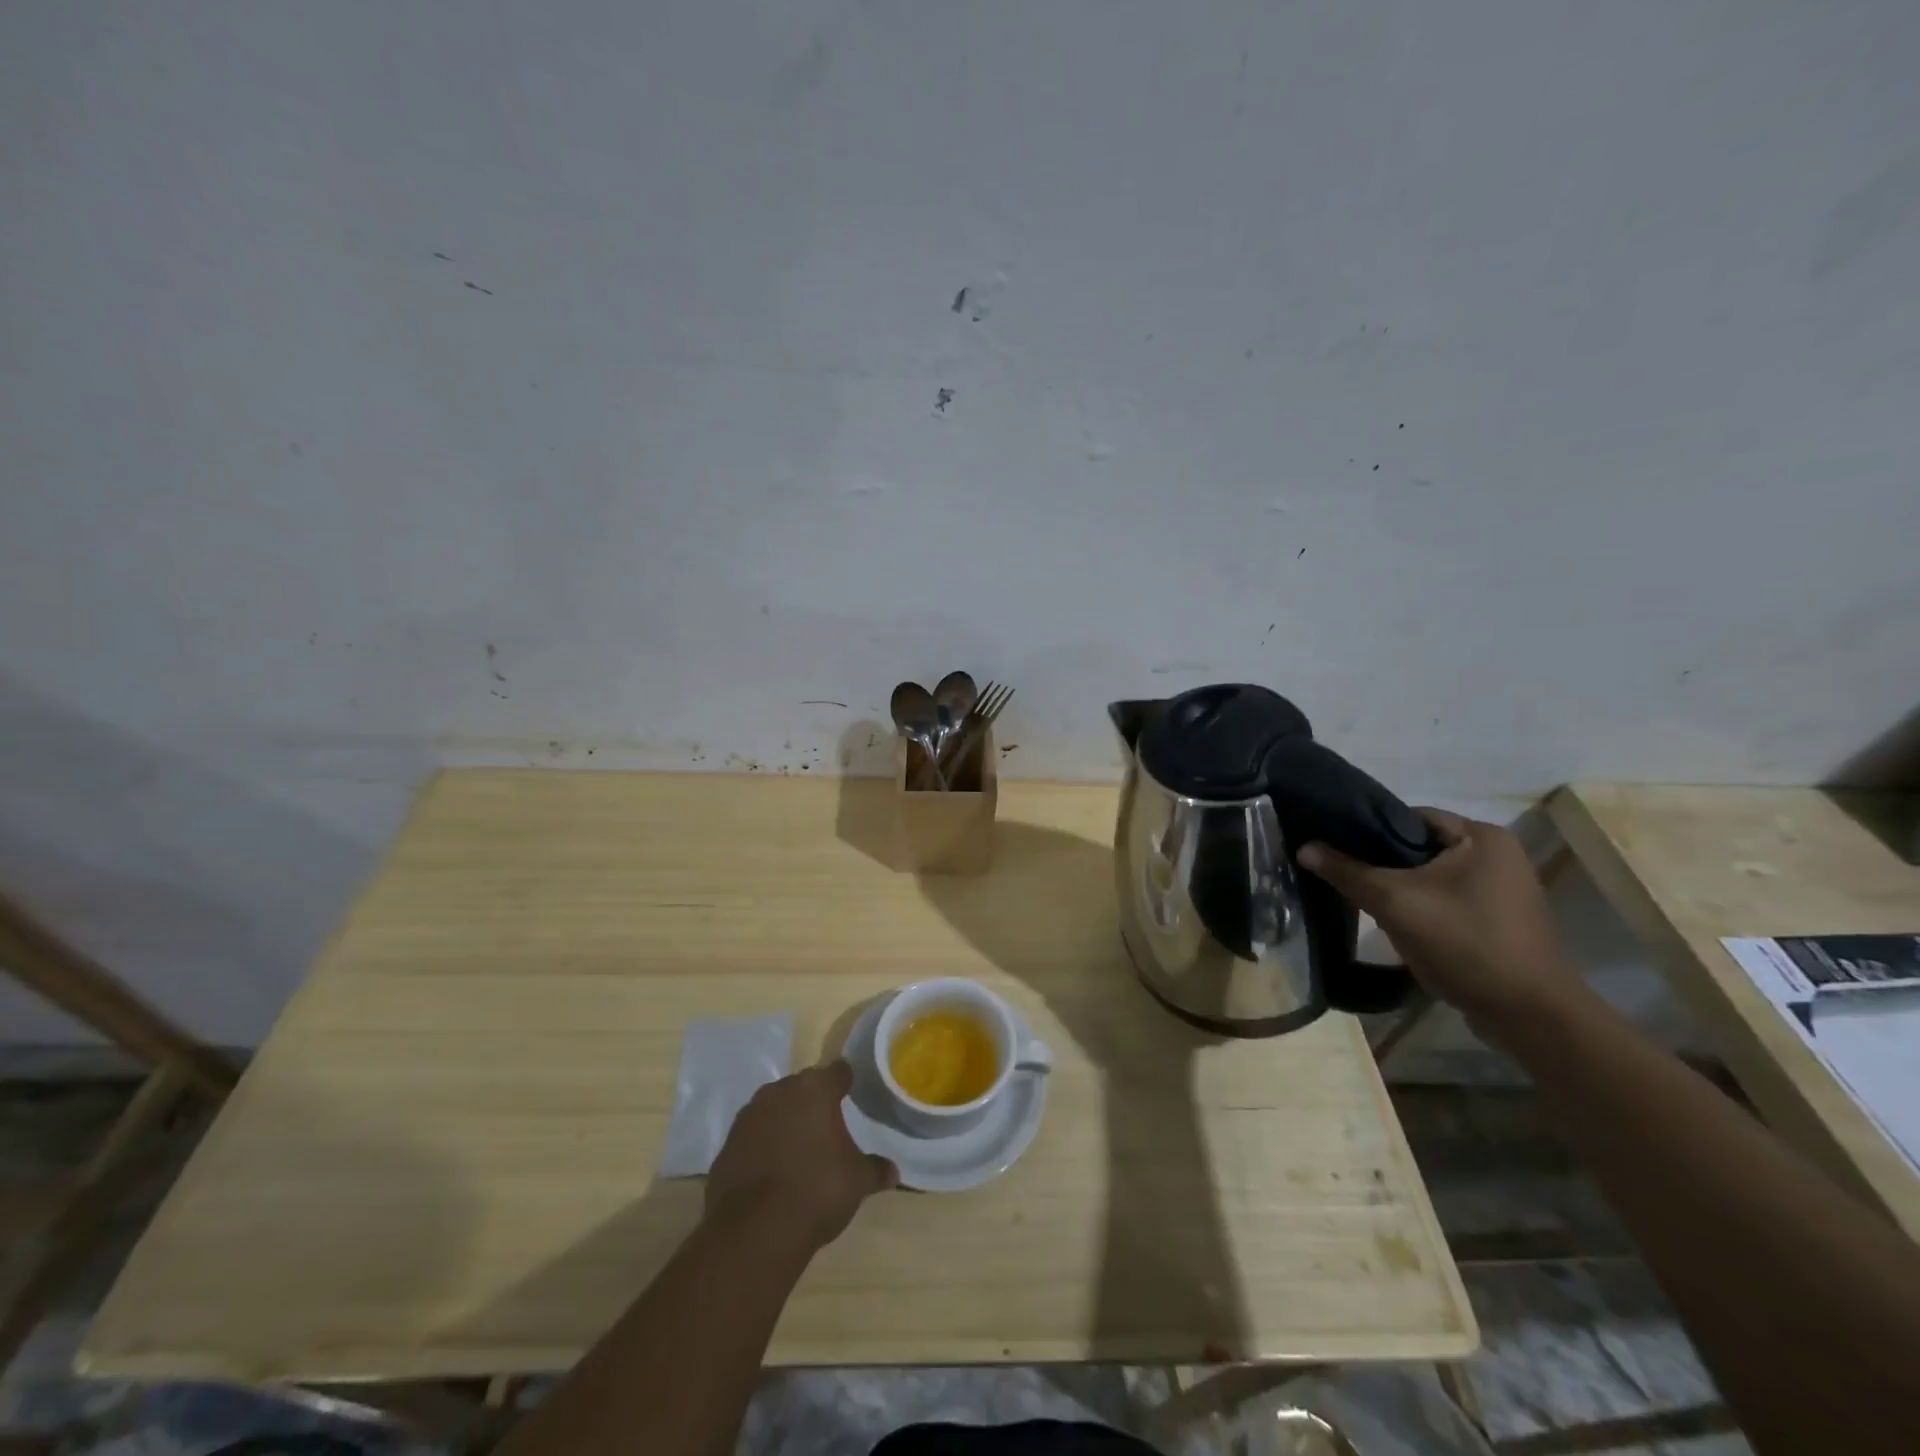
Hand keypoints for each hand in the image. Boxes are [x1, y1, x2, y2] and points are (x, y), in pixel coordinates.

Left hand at [705, 1061, 897, 1251]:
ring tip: (798, 1147)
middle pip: (802, 1087)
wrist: (755, 1231)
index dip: (846, 1081)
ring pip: (773, 1109)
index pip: (837, 1072)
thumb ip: (875, 1170)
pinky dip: (762, 1146)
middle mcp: (779, 1092)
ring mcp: (748, 1117)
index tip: (852, 1090)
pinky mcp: (726, 1146)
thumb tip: (893, 1172)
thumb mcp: (857, 1181)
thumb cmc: (817, 1190)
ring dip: (784, 1121)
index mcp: (815, 1089)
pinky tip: (772, 1171)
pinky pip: (752, 1137)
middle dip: (813, 1102)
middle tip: (827, 1124)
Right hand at [1298, 810, 1579, 1024]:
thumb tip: (1304, 847)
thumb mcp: (1394, 902)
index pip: (1409, 817)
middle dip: (1382, 864)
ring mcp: (1504, 889)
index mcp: (1482, 836)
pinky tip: (1401, 926)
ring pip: (1432, 876)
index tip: (1335, 848)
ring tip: (1367, 903)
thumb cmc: (1464, 943)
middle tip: (1346, 878)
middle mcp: (1499, 854)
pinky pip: (1449, 900)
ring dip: (1401, 889)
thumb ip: (1347, 871)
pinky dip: (1423, 908)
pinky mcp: (1501, 920)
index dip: (1367, 830)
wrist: (1529, 1016)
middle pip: (1420, 847)